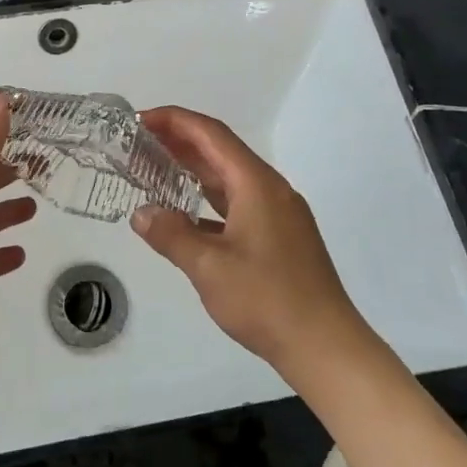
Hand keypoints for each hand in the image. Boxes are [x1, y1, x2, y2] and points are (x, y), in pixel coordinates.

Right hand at [130, 106, 363, 376]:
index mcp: (256, 184)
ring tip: (156, 167)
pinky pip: (237, 203)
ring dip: (194, 169)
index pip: (211, 134)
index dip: (175, 120)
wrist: (325, 346)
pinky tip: (187, 213)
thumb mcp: (208, 267)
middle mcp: (270, 190)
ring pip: (229, 178)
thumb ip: (171, 235)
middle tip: (140, 141)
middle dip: (180, 141)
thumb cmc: (267, 299)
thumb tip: (141, 214)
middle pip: (221, 151)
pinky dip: (208, 199)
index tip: (140, 120)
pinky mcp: (280, 237)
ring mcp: (278, 214)